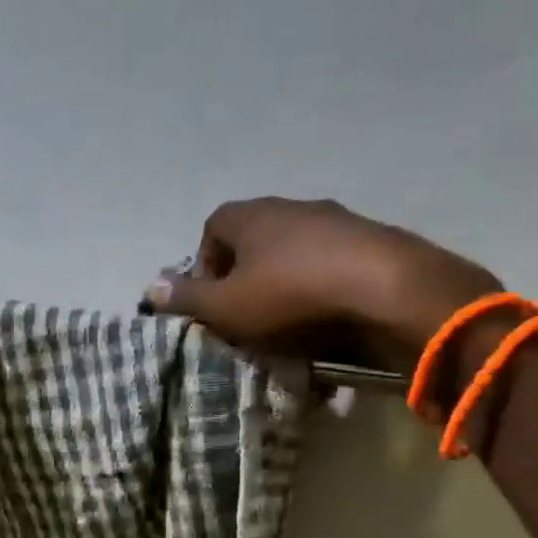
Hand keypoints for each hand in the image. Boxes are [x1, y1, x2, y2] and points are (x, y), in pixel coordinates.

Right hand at [143, 197, 503, 371]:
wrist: (388, 291)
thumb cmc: (289, 296)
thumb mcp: (226, 307)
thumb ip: (186, 299)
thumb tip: (150, 288)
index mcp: (251, 215)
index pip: (212, 228)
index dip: (205, 265)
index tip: (211, 301)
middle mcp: (292, 208)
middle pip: (254, 242)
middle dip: (245, 281)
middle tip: (247, 319)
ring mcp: (337, 221)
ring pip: (295, 256)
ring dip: (285, 288)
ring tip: (289, 329)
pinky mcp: (373, 242)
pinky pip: (332, 268)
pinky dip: (323, 293)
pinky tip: (329, 326)